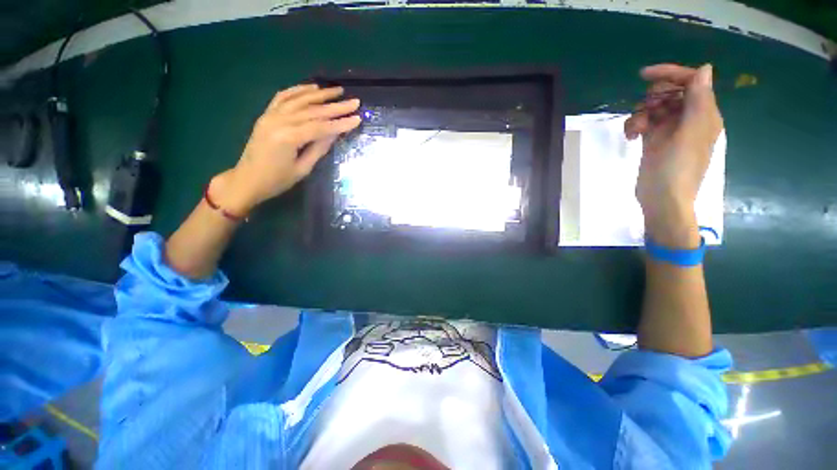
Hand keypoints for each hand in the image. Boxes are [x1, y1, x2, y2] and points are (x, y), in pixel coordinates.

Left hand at [210, 84, 361, 214]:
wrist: (247, 180)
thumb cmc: (277, 180)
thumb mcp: (302, 169)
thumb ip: (318, 149)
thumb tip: (334, 133)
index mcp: (288, 138)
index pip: (321, 127)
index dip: (341, 123)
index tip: (357, 118)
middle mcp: (279, 121)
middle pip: (312, 111)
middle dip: (335, 106)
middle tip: (354, 102)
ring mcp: (270, 115)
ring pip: (299, 100)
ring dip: (320, 94)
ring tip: (337, 90)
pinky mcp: (266, 115)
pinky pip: (283, 97)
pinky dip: (298, 90)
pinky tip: (311, 88)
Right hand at [624, 64, 722, 246]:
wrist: (662, 199)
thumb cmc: (678, 168)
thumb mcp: (690, 133)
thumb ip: (698, 101)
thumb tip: (704, 69)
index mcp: (703, 114)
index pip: (691, 82)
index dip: (670, 74)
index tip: (645, 76)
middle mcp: (688, 118)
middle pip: (670, 93)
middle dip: (654, 98)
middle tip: (645, 112)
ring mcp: (670, 130)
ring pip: (654, 108)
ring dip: (641, 114)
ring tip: (635, 131)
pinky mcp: (653, 141)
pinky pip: (644, 123)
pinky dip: (635, 126)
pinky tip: (630, 137)